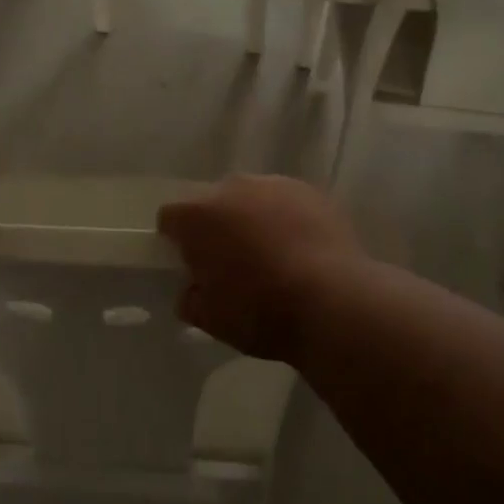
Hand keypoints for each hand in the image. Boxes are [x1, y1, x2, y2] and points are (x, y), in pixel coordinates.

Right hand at [158, 175, 365, 362]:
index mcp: (197, 215)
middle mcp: (230, 188)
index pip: (170, 217)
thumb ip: (191, 299)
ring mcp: (272, 184)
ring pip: (250, 198)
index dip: (176, 241)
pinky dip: (286, 218)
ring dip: (252, 218)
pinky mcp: (308, 191)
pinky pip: (285, 201)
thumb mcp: (211, 320)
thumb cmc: (261, 312)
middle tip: (232, 263)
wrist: (333, 302)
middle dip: (216, 226)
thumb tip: (192, 290)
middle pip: (212, 202)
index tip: (191, 265)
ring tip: (272, 255)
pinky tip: (301, 249)